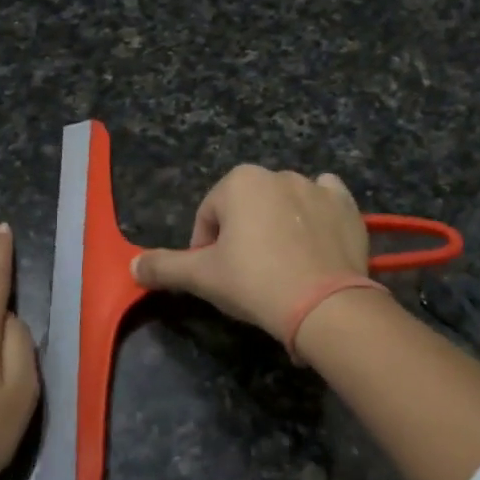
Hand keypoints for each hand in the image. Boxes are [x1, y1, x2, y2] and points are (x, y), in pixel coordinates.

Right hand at [131, 166, 369, 340]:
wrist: (325, 305)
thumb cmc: (254, 282)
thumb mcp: (202, 277)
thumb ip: (164, 267)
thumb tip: (132, 265)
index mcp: (239, 181)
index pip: (209, 217)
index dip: (206, 249)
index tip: (218, 278)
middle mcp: (278, 173)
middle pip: (247, 209)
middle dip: (243, 236)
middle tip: (250, 275)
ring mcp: (317, 187)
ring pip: (284, 205)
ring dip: (278, 226)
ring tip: (284, 267)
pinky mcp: (347, 206)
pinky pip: (325, 202)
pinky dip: (317, 216)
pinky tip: (315, 244)